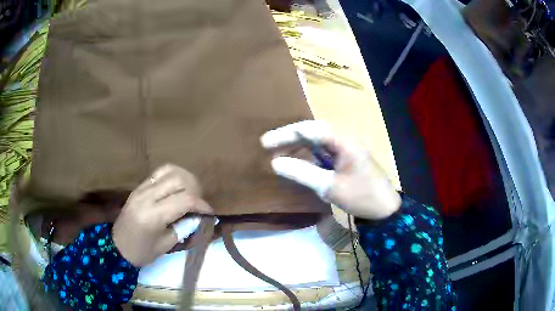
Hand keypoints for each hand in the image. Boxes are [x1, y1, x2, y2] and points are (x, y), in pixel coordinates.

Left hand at [112, 164, 212, 266]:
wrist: (117, 246)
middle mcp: (147, 196)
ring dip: (184, 179)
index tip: (210, 212)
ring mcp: (141, 188)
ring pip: (169, 171)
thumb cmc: (142, 252)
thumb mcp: (166, 245)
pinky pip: (159, 173)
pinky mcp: (139, 187)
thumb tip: (199, 217)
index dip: (202, 204)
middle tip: (198, 202)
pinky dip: (172, 176)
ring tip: (189, 192)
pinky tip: (176, 188)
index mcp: (153, 215)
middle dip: (195, 189)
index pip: (185, 200)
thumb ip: (183, 228)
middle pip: (179, 180)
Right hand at [261, 120, 400, 219]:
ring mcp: (346, 148)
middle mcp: (345, 139)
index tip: (266, 143)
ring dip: (298, 146)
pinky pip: (323, 151)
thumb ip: (302, 173)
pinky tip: (297, 160)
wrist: (385, 210)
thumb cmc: (361, 197)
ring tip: (279, 153)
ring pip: (317, 141)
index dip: (286, 134)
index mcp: (344, 141)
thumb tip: (275, 163)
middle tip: (268, 146)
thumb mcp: (330, 187)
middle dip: (290, 138)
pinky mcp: (346, 157)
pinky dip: (309, 155)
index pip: (310, 130)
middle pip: (313, 131)